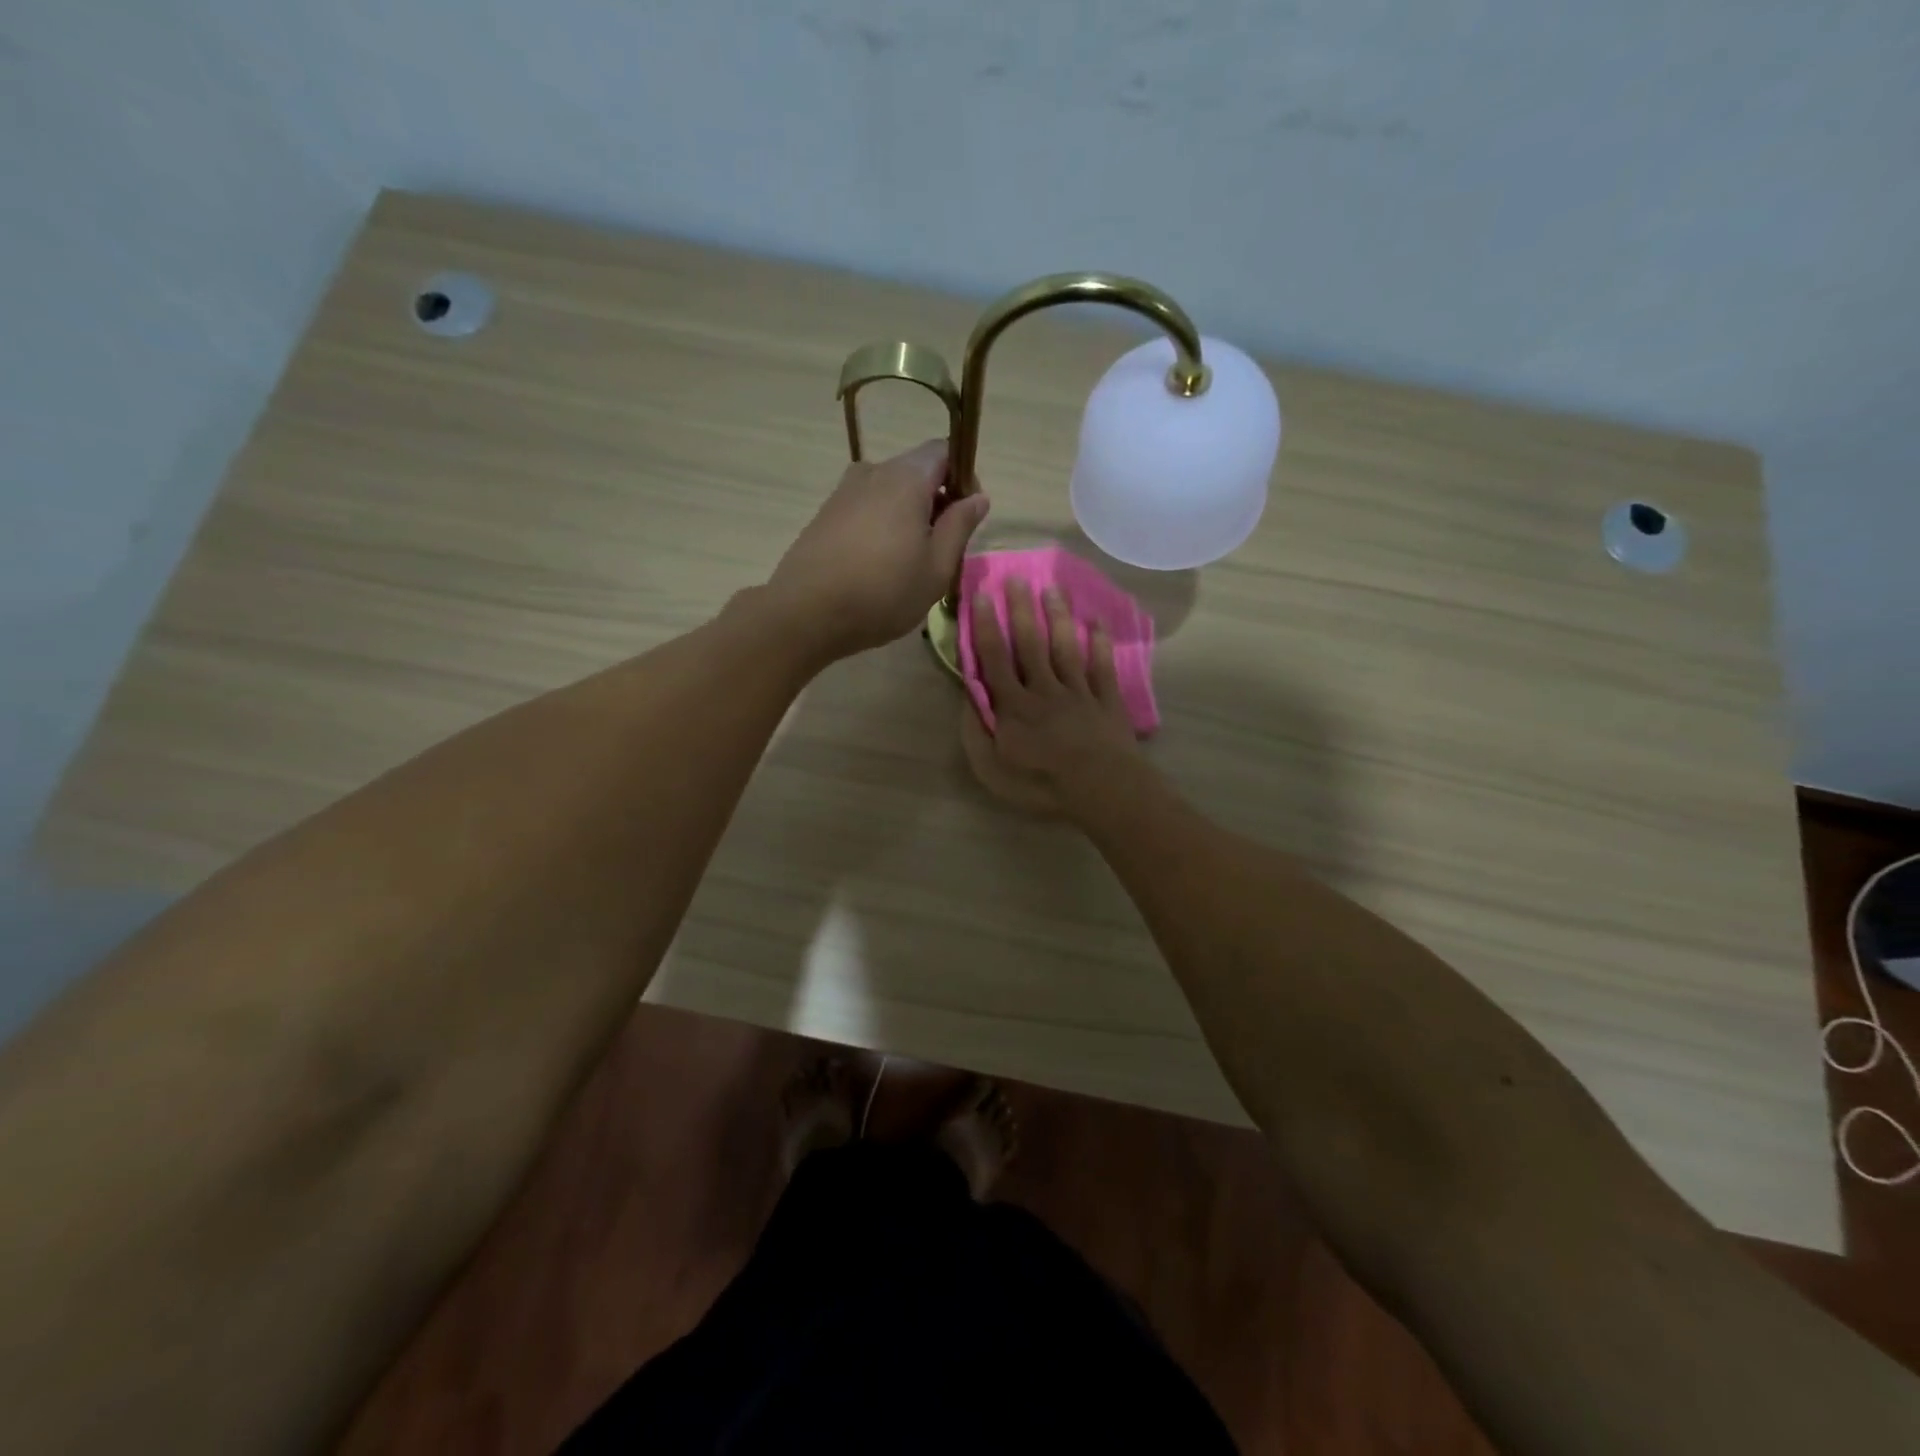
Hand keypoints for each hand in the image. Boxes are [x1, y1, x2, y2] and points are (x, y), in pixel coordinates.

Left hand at [764, 440, 988, 660]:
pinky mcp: (825, 515)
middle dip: (936, 502)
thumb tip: (978, 497)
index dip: (963, 478)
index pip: (944, 451)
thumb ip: (960, 526)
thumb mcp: (937, 567)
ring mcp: (844, 492)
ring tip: (908, 564)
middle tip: (941, 549)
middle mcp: (872, 472)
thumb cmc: (883, 592)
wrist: (806, 613)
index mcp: (906, 478)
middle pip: (915, 472)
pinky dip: (881, 528)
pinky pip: (866, 510)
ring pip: (889, 494)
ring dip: (907, 518)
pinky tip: (878, 567)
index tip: (965, 517)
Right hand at [961, 579, 1143, 816]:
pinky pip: (1102, 668)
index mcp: (1014, 705)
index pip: (996, 659)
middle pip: (1031, 644)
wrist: (1101, 789)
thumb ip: (976, 732)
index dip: (988, 626)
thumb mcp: (992, 769)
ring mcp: (1078, 693)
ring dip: (1058, 617)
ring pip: (1065, 648)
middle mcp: (1044, 690)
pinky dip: (1100, 645)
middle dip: (1022, 609)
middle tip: (1017, 577)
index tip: (984, 594)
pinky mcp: (1106, 701)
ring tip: (1053, 588)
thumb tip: (969, 699)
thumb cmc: (1041, 784)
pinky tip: (1098, 624)